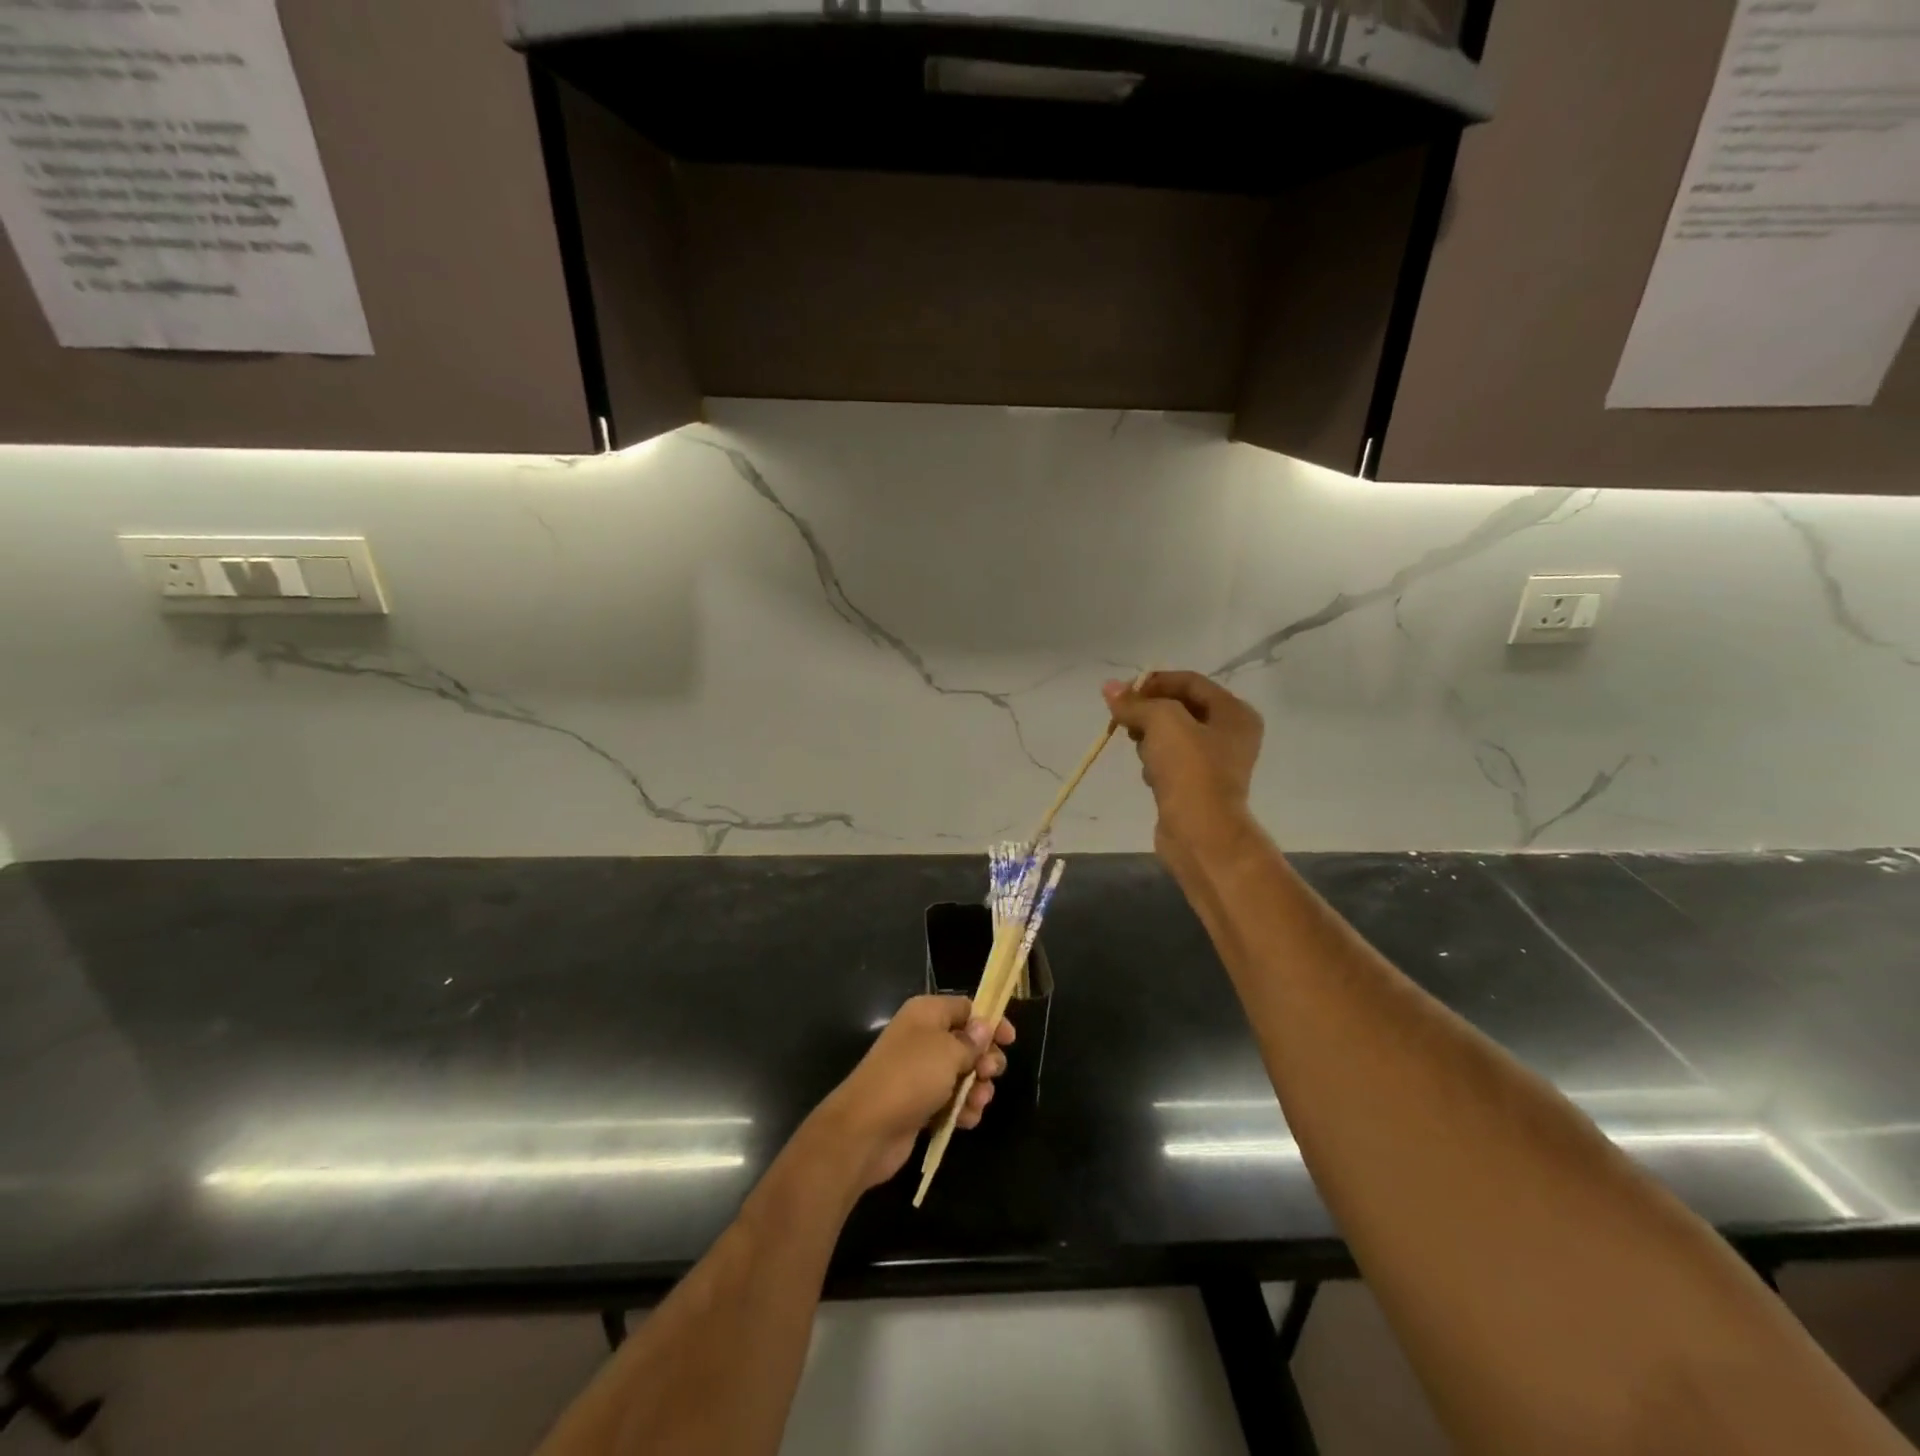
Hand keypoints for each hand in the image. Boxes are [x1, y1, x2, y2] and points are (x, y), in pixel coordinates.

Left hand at [814, 996, 1016, 1191]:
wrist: (866, 1128)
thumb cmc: (911, 1077)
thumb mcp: (948, 1051)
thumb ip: (972, 1040)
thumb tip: (983, 1027)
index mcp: (927, 1014)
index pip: (965, 1008)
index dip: (989, 1021)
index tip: (1010, 1040)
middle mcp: (922, 1038)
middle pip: (966, 1043)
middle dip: (984, 1060)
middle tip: (989, 1074)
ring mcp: (919, 1073)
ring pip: (961, 1075)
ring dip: (976, 1089)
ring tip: (978, 1103)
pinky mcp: (918, 1104)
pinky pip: (949, 1101)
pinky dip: (961, 1110)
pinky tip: (966, 1120)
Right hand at [1104, 671, 1264, 867]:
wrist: (1201, 833)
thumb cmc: (1190, 770)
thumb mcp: (1162, 722)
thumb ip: (1136, 702)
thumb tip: (1109, 687)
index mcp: (1234, 712)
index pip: (1190, 681)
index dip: (1154, 682)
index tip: (1123, 694)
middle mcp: (1230, 734)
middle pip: (1180, 708)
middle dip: (1149, 712)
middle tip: (1125, 721)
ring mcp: (1215, 763)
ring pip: (1172, 736)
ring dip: (1150, 739)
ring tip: (1140, 750)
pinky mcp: (1197, 787)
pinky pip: (1170, 763)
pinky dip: (1155, 763)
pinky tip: (1149, 775)